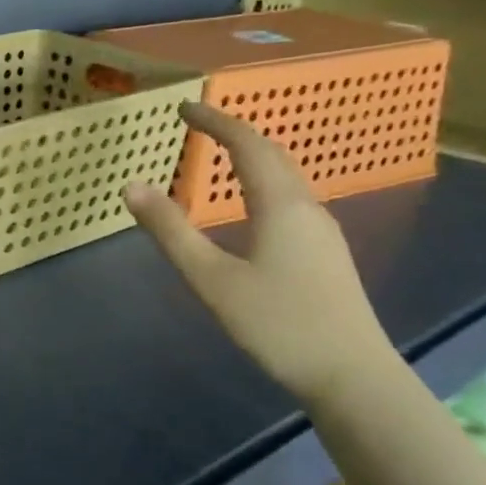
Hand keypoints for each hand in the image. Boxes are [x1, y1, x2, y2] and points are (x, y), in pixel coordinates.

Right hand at [123, 102, 396, 406]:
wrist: (353, 377)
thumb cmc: (278, 324)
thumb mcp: (210, 278)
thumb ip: (170, 231)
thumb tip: (132, 186)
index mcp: (280, 205)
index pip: (247, 145)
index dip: (216, 121)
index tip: (184, 107)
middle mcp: (306, 208)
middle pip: (272, 154)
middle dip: (235, 132)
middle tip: (198, 123)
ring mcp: (322, 232)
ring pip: (285, 177)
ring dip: (251, 155)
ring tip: (219, 153)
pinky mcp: (326, 253)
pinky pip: (290, 198)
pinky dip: (262, 181)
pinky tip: (249, 202)